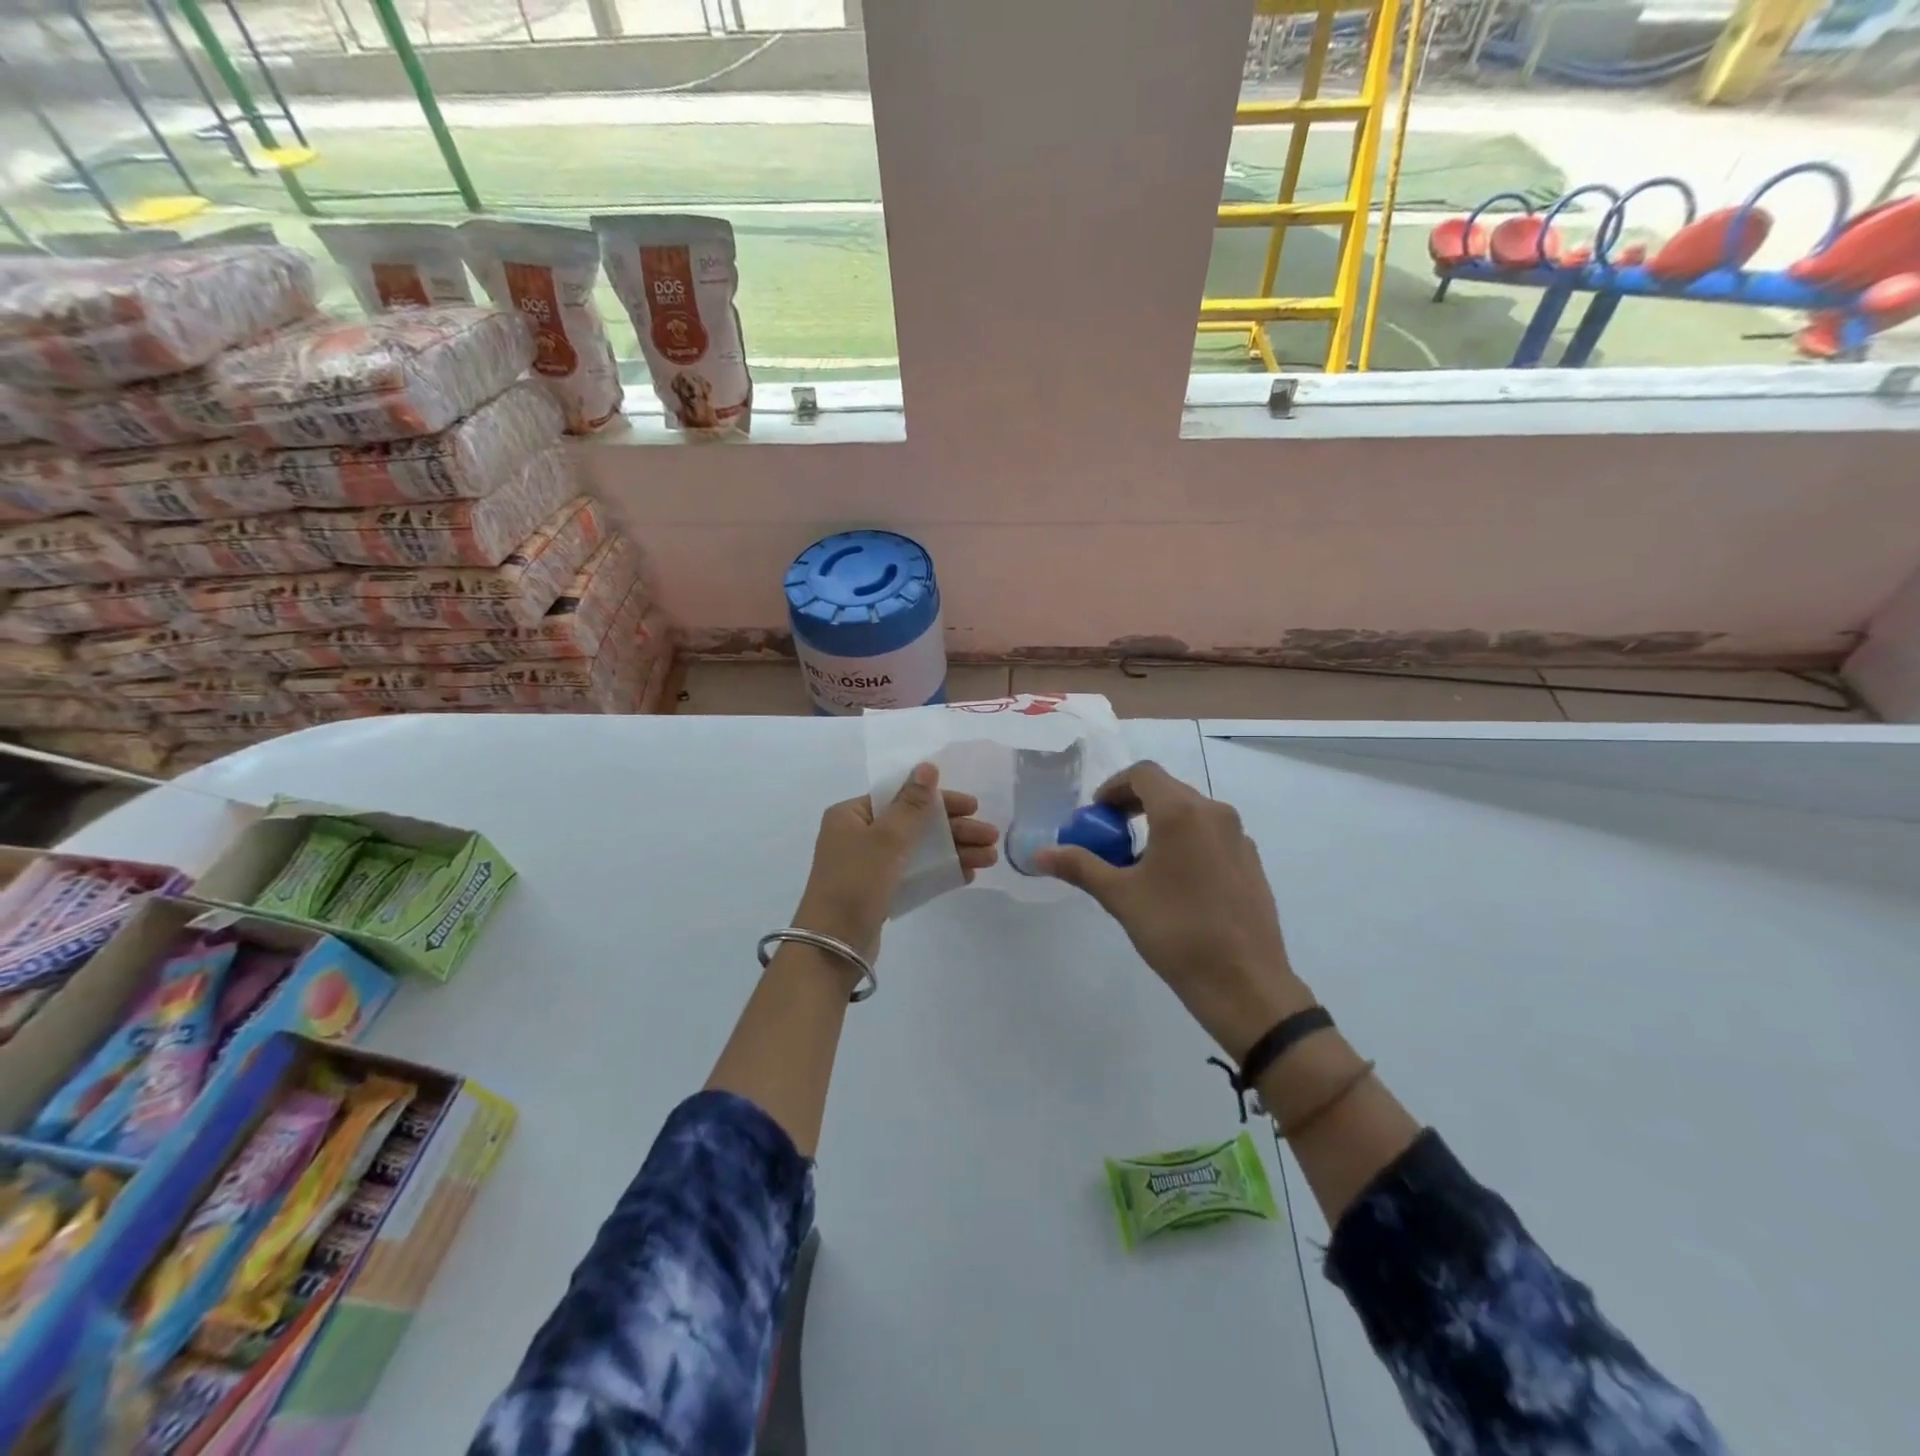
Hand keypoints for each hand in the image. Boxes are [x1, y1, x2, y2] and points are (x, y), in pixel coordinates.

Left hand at [795, 763, 998, 959]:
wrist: (832, 947)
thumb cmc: (856, 883)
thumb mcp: (887, 838)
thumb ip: (912, 803)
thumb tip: (927, 766)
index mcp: (851, 815)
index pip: (902, 796)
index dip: (939, 799)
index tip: (973, 806)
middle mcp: (858, 835)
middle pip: (915, 823)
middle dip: (955, 829)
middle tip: (991, 836)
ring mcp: (868, 865)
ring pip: (919, 849)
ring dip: (954, 850)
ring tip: (990, 858)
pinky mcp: (878, 891)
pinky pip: (914, 872)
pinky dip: (939, 870)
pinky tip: (968, 873)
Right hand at [1036, 760, 1310, 1057]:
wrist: (1244, 982)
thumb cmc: (1176, 931)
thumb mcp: (1120, 896)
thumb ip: (1079, 866)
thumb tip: (1038, 854)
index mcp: (1182, 812)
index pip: (1143, 774)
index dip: (1114, 787)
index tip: (1097, 816)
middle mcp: (1215, 814)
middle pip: (1168, 791)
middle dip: (1134, 807)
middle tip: (1111, 838)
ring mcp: (1239, 838)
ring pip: (1192, 814)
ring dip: (1160, 825)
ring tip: (1140, 864)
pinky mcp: (1252, 863)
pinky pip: (1212, 837)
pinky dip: (1186, 843)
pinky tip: (1176, 885)